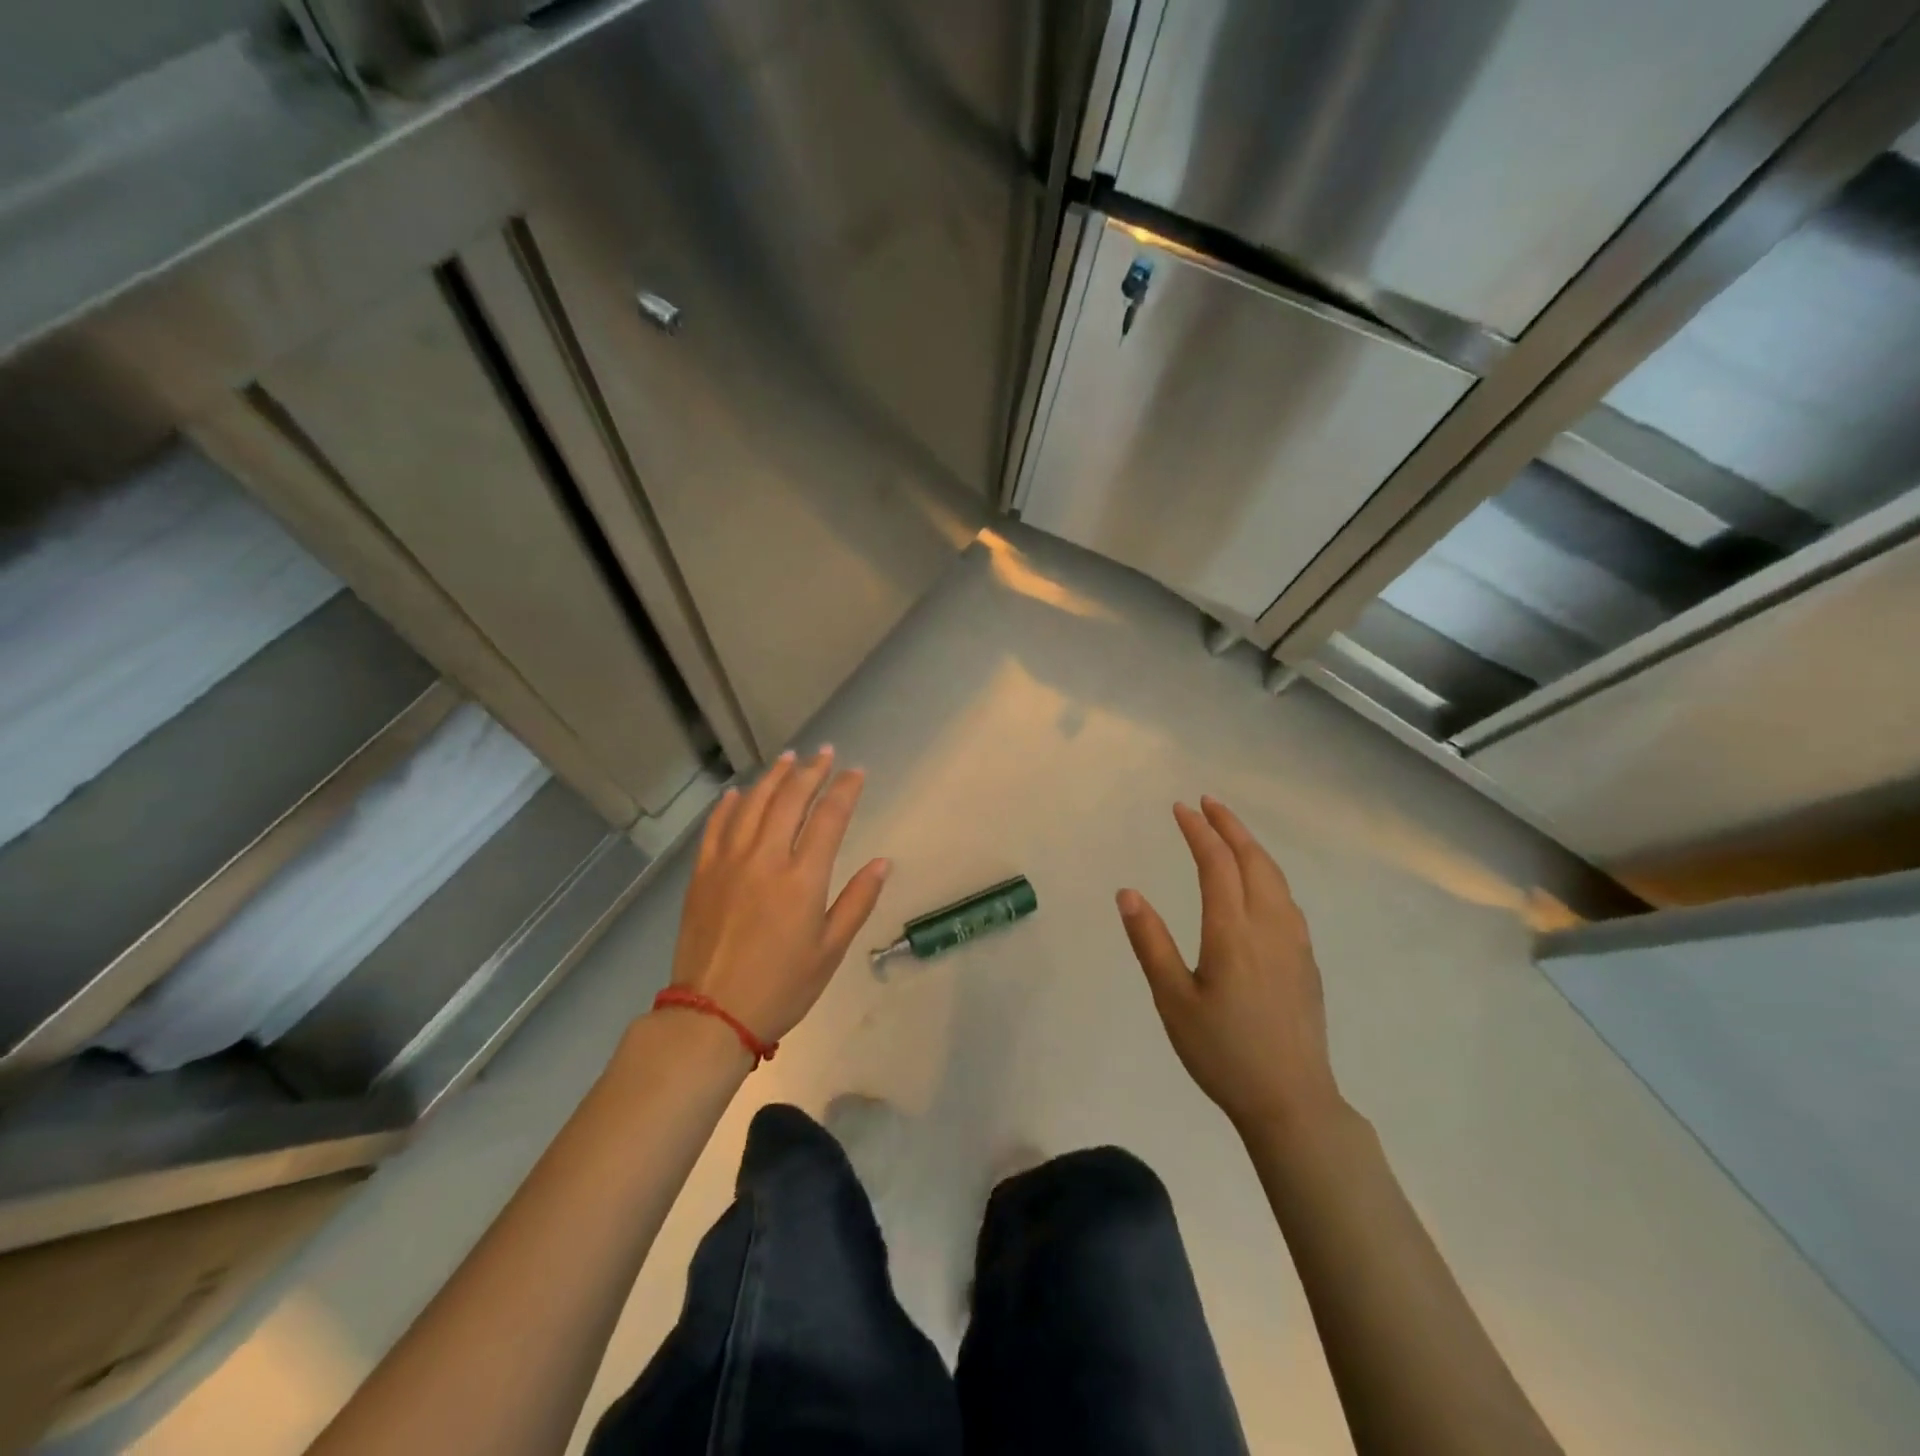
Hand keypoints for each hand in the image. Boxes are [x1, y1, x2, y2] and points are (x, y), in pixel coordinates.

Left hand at [667, 747, 889, 1044]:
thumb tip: (883, 862)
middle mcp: (765, 859)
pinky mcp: (703, 874)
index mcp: (802, 878)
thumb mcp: (830, 950)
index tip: (856, 771)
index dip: (845, 789)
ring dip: (773, 777)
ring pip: (753, 804)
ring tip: (789, 758)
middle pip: (790, 799)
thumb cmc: (782, 987)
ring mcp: (729, 862)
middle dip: (811, 771)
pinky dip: (729, 804)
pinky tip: (738, 792)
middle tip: (825, 753)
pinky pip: (716, 827)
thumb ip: (857, 901)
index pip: (829, 817)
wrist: (711, 1014)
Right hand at [1117, 797, 1342, 1133]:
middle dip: (1230, 826)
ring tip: (1230, 832)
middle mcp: (1269, 926)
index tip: (1180, 809)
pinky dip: (1268, 873)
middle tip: (1207, 803)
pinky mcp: (1307, 961)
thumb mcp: (1173, 1000)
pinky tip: (1260, 884)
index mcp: (1232, 932)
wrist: (1292, 1101)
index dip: (1198, 832)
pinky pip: (1287, 899)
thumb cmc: (1223, 1052)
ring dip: (1252, 846)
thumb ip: (1151, 942)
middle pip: (1253, 860)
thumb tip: (1128, 892)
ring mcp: (1294, 943)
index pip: (1216, 864)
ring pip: (1276, 877)